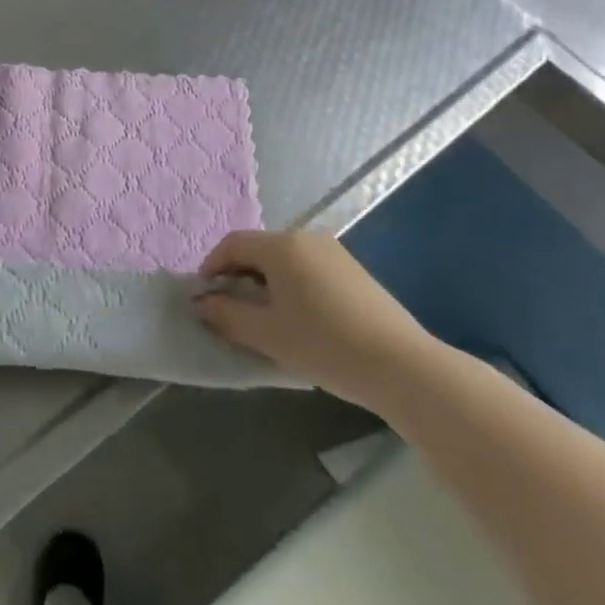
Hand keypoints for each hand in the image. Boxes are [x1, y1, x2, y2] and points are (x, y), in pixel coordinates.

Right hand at [193, 230, 438, 410]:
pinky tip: (300, 320)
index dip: (211, 267)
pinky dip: (292, 287)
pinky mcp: (354, 272)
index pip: (232, 244)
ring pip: (285, 261)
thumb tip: (201, 303)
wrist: (402, 366)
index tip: (205, 298)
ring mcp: (335, 253)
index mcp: (281, 246)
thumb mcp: (267, 334)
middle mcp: (307, 238)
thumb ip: (226, 315)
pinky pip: (308, 270)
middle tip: (231, 312)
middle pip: (259, 250)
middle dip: (238, 277)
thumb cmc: (324, 344)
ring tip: (264, 320)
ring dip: (265, 284)